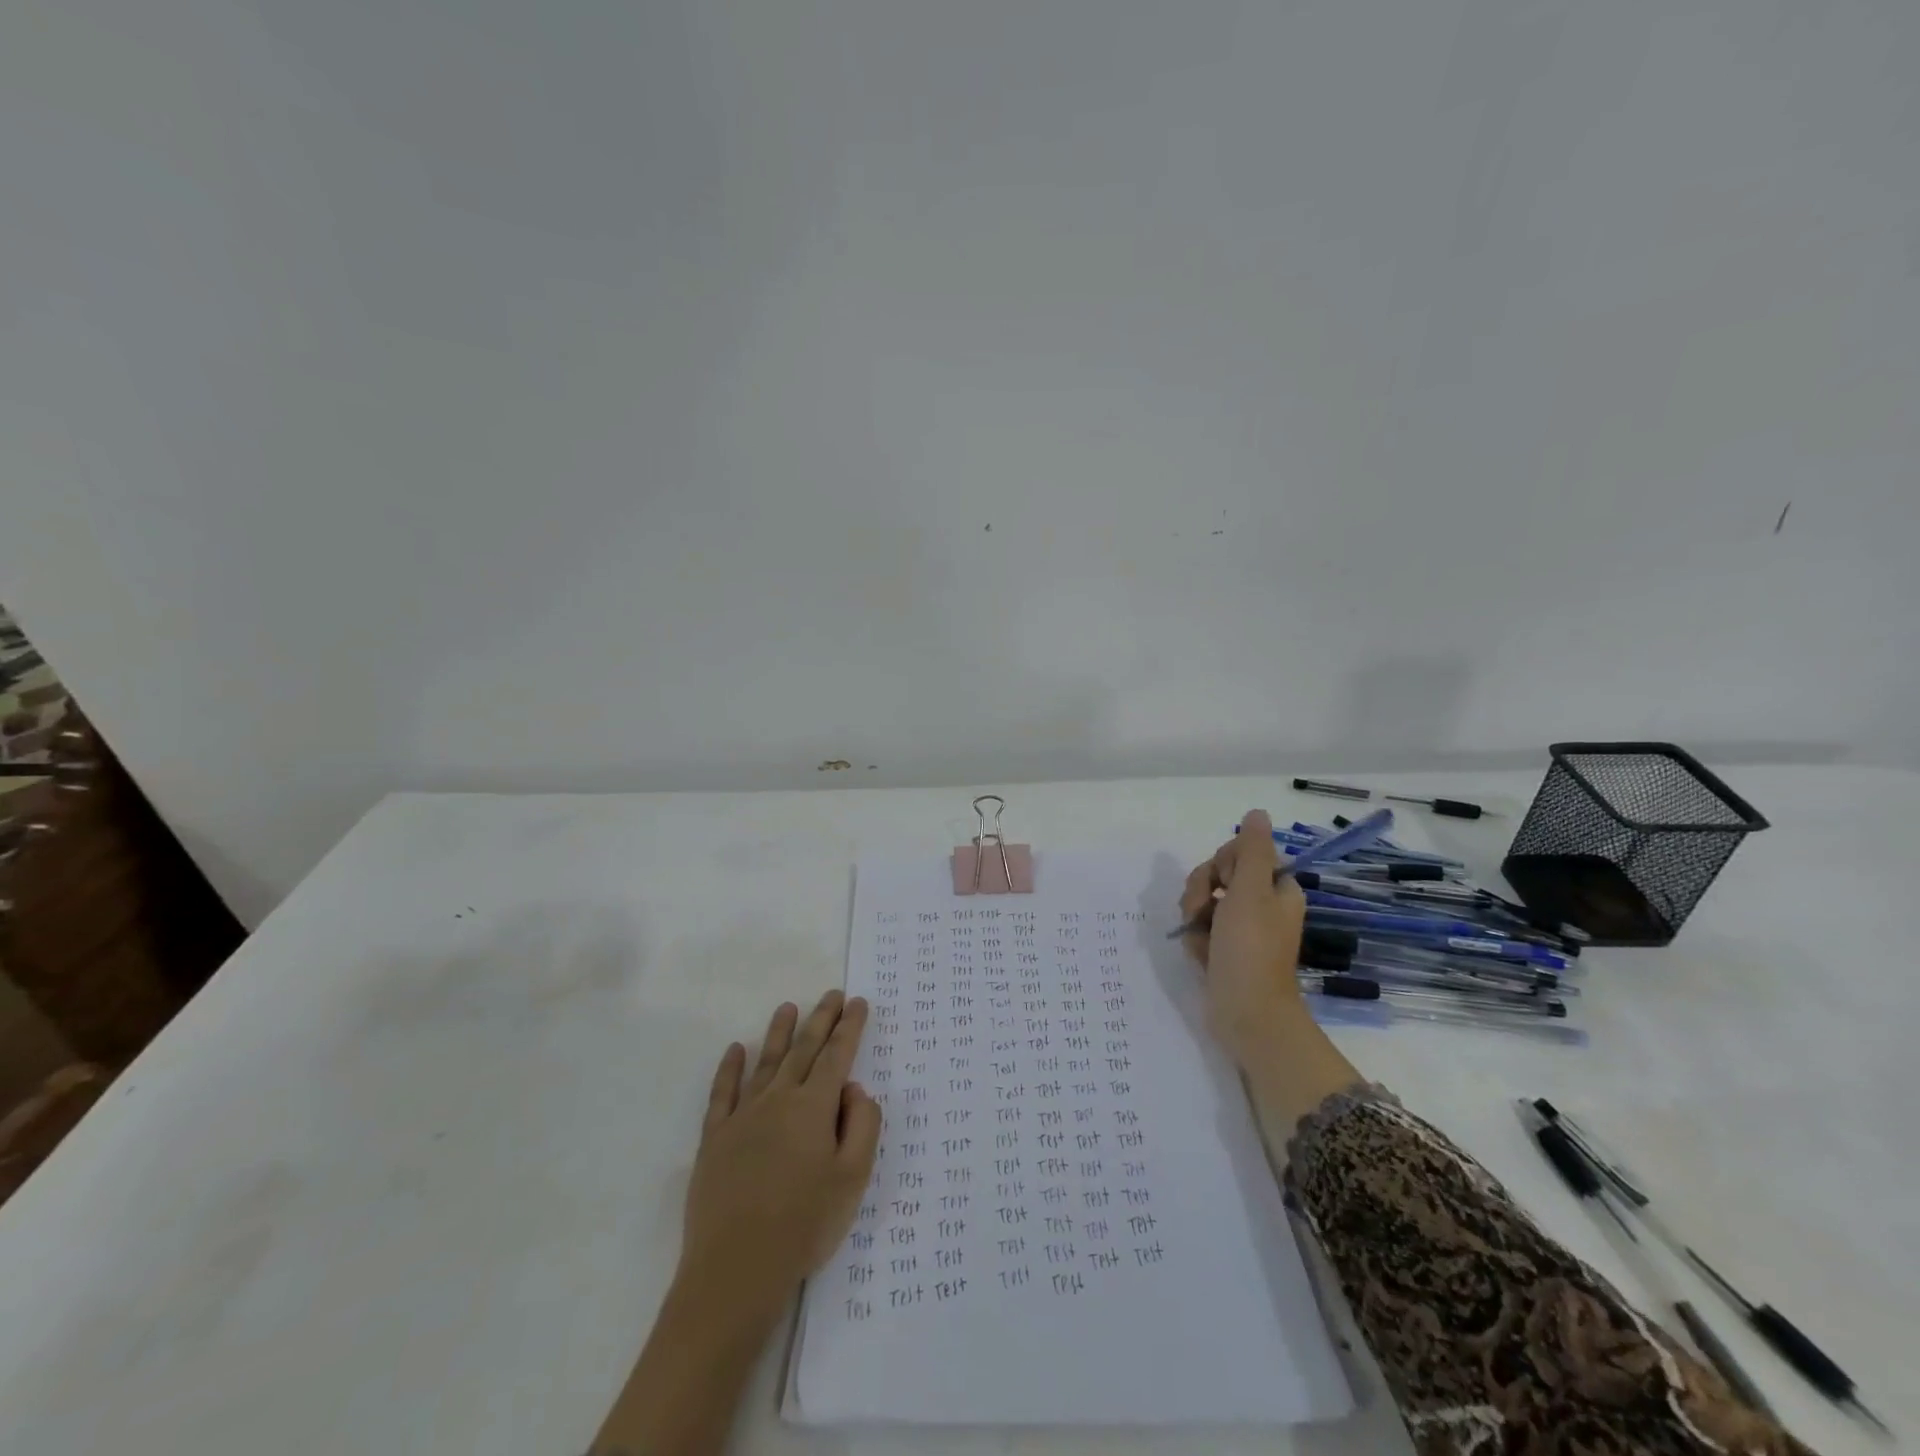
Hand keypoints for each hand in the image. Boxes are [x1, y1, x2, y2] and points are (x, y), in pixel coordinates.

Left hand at [677, 991, 880, 1326]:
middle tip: (832, 994)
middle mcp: (778, 1099)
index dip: (850, 1027)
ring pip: (765, 1062)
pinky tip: (735, 1049)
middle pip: (803, 1050)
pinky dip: (730, 1068)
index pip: (837, 1056)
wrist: (735, 1271)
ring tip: (788, 1007)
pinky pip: (722, 1092)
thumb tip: (853, 1089)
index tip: (858, 1003)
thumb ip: (863, 1125)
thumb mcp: (853, 1179)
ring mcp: (743, 1116)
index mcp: (814, 1107)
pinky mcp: (715, 1138)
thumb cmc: (804, 1225)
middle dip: (821, 1019)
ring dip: (779, 1033)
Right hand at [1181, 809, 1308, 1069]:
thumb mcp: (1250, 891)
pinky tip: (1201, 955)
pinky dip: (1196, 939)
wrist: (1245, 1013)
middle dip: (1202, 892)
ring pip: (1204, 902)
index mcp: (1276, 888)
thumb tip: (1257, 813)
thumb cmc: (1250, 948)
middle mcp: (1261, 905)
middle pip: (1217, 876)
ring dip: (1195, 917)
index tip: (1223, 883)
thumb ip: (1251, 850)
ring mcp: (1241, 929)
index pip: (1240, 854)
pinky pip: (1200, 929)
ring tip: (1201, 940)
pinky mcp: (1224, 949)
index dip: (1222, 864)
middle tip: (1205, 913)